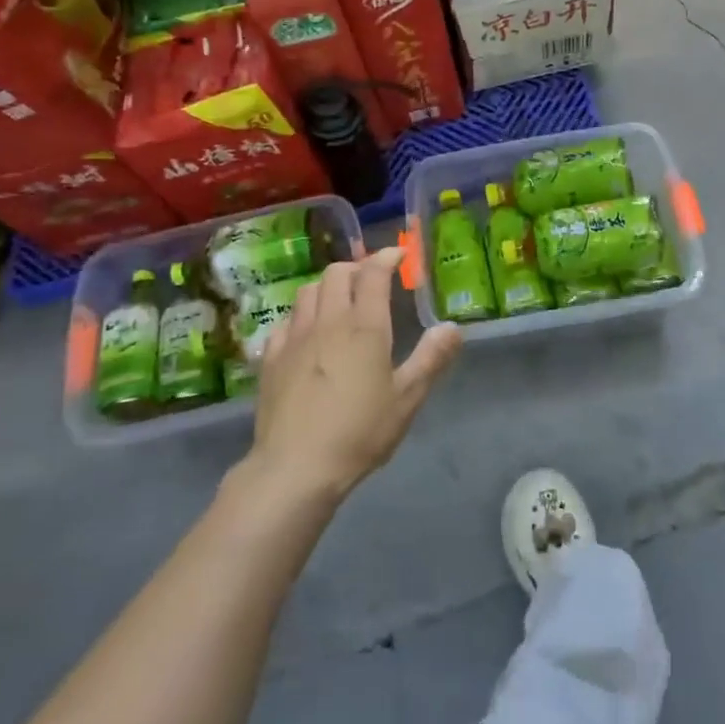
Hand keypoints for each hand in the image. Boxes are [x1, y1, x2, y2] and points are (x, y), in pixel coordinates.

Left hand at [250, 248, 461, 501]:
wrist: (295, 468)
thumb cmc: (358, 433)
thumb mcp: (406, 399)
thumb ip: (431, 359)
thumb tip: (452, 327)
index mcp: (364, 326)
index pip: (374, 272)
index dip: (387, 256)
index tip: (399, 255)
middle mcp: (328, 321)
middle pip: (337, 273)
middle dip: (356, 267)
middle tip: (371, 279)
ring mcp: (295, 338)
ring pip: (307, 291)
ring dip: (326, 286)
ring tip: (339, 300)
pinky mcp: (271, 359)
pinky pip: (285, 321)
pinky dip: (300, 315)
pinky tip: (305, 333)